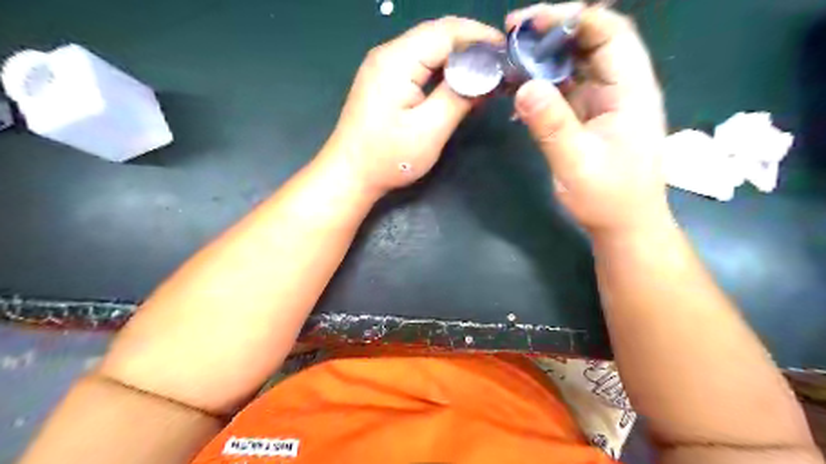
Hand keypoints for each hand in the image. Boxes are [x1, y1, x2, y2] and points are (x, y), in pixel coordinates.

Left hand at [323, 16, 503, 195]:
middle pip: (437, 35)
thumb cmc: (388, 158)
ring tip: (485, 74)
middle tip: (500, 66)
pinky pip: (419, 63)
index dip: (480, 37)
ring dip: (458, 58)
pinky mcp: (384, 80)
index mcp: (397, 60)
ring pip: (429, 48)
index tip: (507, 53)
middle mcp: (388, 54)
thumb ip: (459, 98)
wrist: (349, 174)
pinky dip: (442, 69)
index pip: (446, 32)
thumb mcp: (430, 130)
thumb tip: (486, 76)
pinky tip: (458, 83)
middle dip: (472, 46)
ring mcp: (383, 66)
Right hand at [507, 2, 673, 235]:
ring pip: (576, 62)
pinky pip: (565, 87)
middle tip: (511, 34)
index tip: (529, 24)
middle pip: (591, 40)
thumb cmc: (608, 198)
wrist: (623, 224)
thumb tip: (523, 87)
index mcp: (630, 90)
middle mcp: (620, 87)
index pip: (609, 33)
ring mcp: (603, 100)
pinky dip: (542, 81)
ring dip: (544, 56)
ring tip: (510, 57)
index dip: (572, 19)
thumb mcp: (577, 164)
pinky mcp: (588, 115)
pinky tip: (518, 87)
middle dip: (552, 31)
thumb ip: (552, 125)